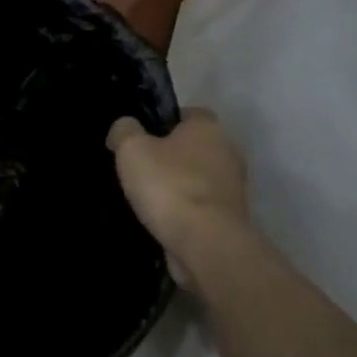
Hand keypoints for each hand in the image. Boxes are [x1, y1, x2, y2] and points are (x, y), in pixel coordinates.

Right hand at [109, 108, 248, 287]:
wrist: (205, 242)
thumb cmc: (169, 187)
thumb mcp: (132, 150)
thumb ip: (124, 131)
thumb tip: (124, 127)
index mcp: (208, 127)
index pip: (186, 114)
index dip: (161, 123)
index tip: (139, 139)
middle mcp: (227, 151)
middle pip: (193, 147)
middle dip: (169, 157)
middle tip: (139, 170)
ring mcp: (232, 186)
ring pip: (197, 178)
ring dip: (177, 186)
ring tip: (146, 199)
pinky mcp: (230, 216)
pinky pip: (200, 206)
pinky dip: (184, 211)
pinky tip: (162, 220)